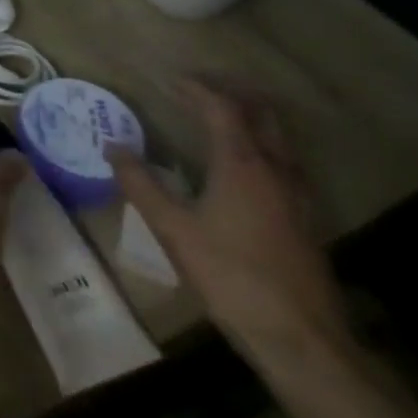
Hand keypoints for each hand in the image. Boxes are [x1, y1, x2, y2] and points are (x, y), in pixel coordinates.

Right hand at [107, 79, 351, 365]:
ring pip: (279, 137)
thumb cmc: (230, 275)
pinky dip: (261, 145)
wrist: (300, 337)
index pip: (222, 108)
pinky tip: (242, 167)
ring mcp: (298, 194)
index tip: (168, 80)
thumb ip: (140, 184)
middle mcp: (276, 169)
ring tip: (218, 118)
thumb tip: (113, 147)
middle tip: (198, 89)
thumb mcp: (172, 228)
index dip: (195, 89)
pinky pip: (284, 162)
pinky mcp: (305, 218)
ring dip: (249, 117)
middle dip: (230, 94)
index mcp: (243, 164)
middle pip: (261, 113)